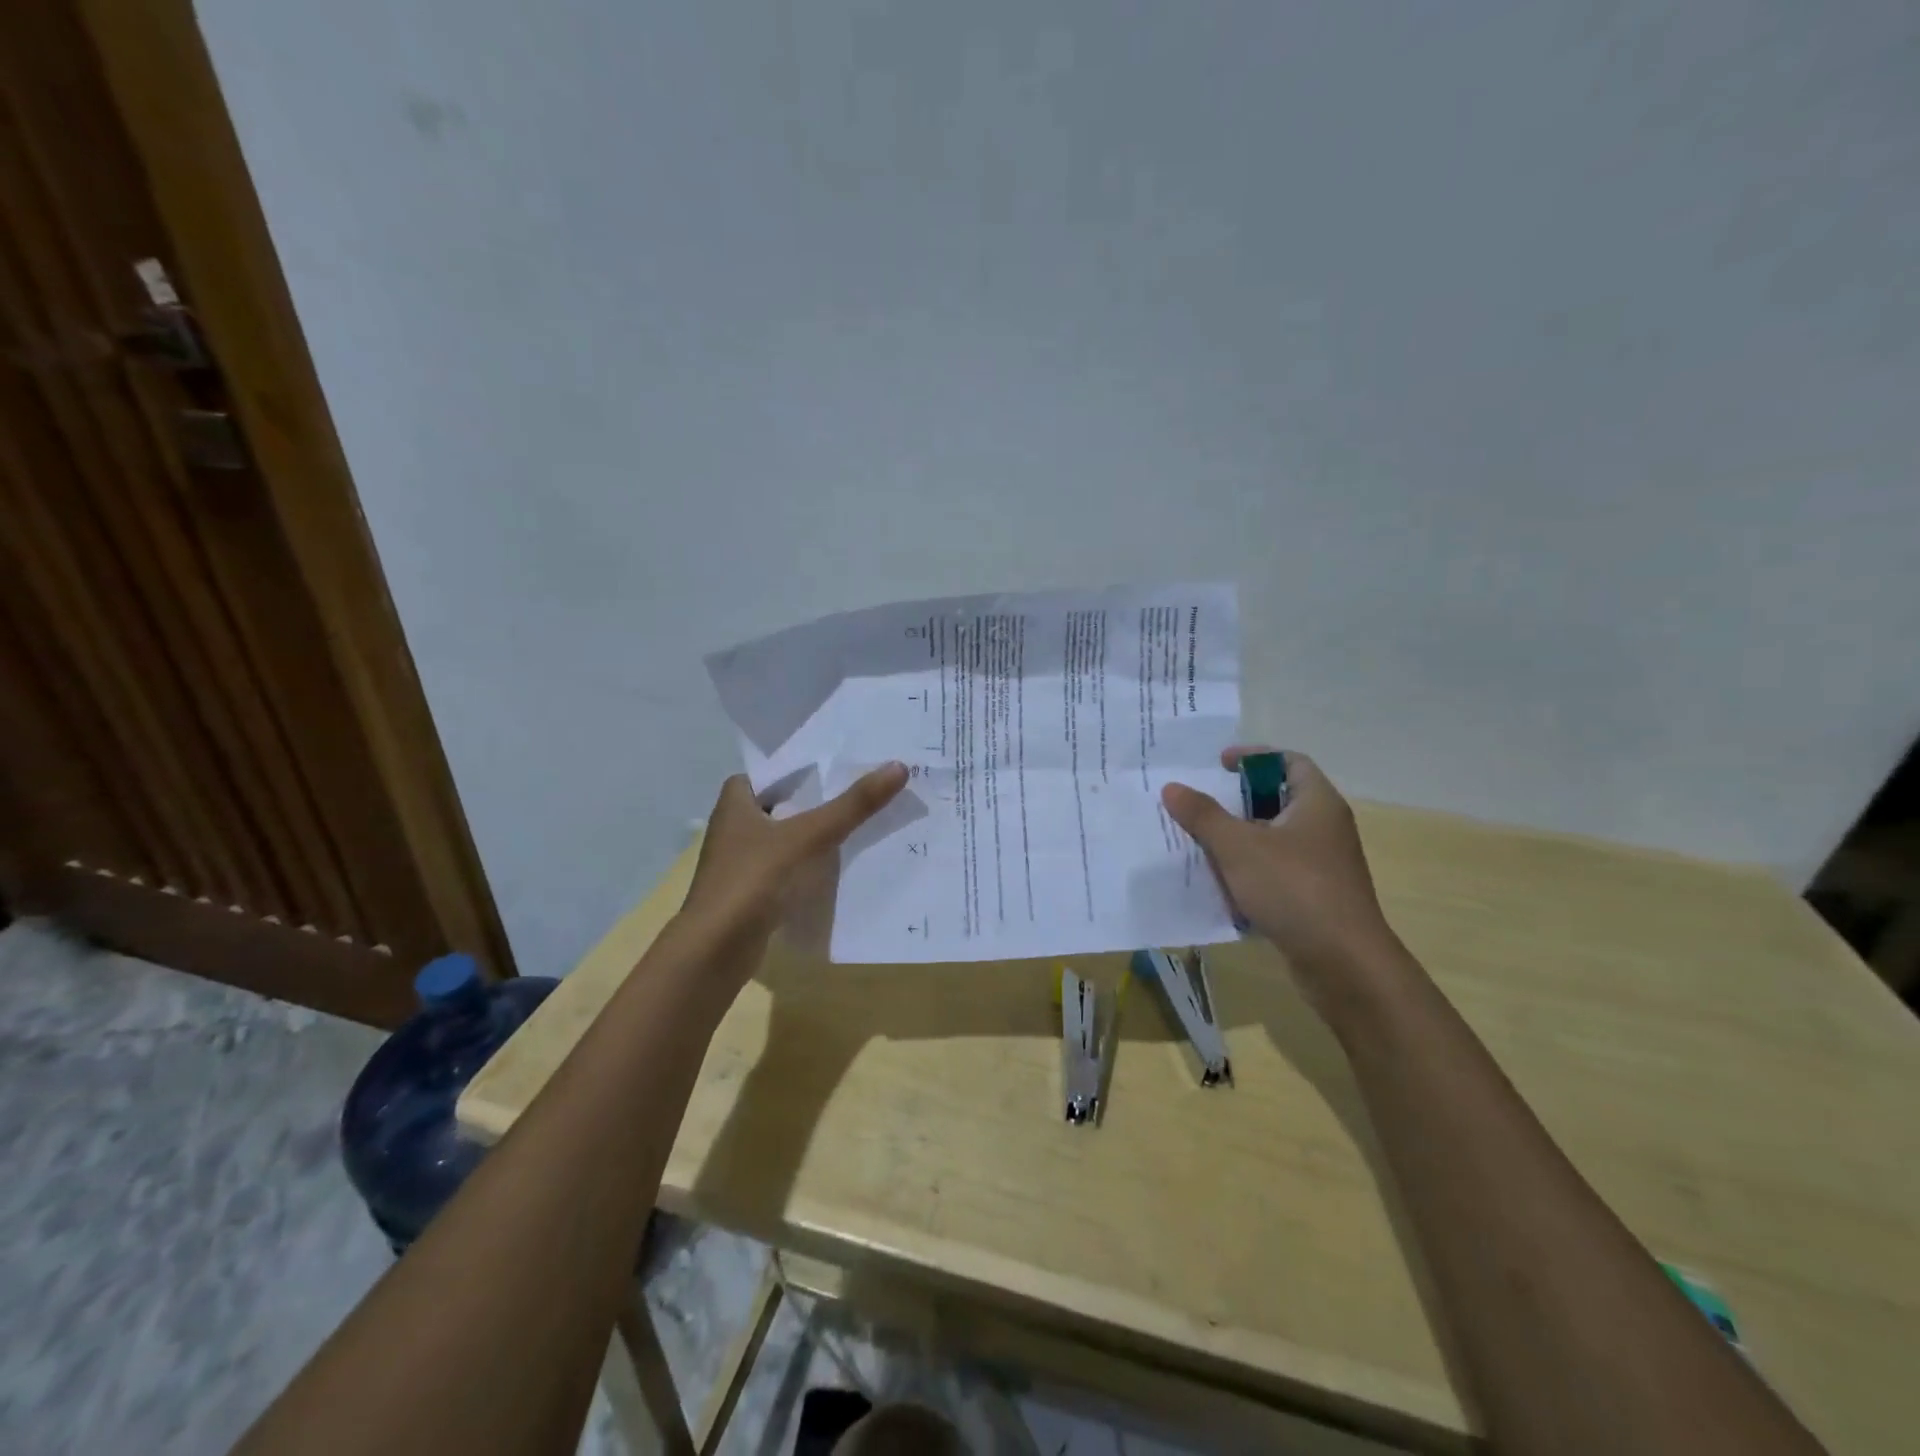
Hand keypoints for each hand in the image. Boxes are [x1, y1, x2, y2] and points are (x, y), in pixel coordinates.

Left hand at [682, 763, 908, 950]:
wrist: (715, 949)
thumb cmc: (754, 879)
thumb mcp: (809, 835)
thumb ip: (852, 805)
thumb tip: (898, 766)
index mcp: (735, 802)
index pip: (770, 773)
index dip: (800, 769)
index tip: (838, 768)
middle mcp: (732, 828)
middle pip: (782, 805)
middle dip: (815, 802)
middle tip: (859, 794)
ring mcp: (739, 863)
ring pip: (784, 839)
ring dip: (812, 836)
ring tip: (857, 827)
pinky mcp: (749, 893)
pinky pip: (785, 869)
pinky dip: (807, 867)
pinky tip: (837, 869)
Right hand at [1161, 748, 1400, 985]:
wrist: (1343, 963)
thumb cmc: (1293, 888)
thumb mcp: (1238, 847)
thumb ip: (1203, 815)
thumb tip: (1172, 787)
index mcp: (1317, 803)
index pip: (1289, 761)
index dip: (1254, 756)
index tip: (1219, 765)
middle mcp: (1325, 828)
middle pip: (1278, 799)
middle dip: (1237, 801)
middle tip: (1200, 805)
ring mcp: (1322, 864)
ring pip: (1274, 838)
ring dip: (1239, 838)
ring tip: (1201, 843)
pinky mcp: (1315, 896)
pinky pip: (1276, 870)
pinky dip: (1249, 870)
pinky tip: (1221, 883)